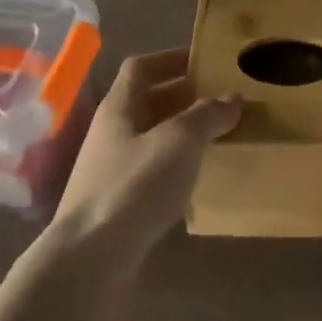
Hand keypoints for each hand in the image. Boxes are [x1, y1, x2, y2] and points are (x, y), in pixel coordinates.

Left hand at [51, 48, 239, 273]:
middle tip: (219, 100)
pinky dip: (173, 168)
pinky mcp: (114, 206)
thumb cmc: (134, 185)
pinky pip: (148, 172)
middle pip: (146, 102)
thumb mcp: (180, 141)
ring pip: (149, 139)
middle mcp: (110, 132)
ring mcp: (108, 170)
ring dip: (180, 134)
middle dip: (182, 98)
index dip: (171, 59)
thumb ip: (207, 115)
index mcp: (119, 106)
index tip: (204, 62)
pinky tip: (194, 181)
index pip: (141, 67)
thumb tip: (232, 97)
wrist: (89, 261)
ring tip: (215, 138)